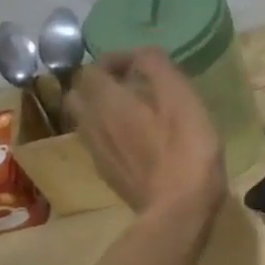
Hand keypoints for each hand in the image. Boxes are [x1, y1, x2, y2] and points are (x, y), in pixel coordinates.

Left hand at [64, 49, 225, 217]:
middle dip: (99, 84)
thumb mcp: (182, 98)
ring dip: (103, 109)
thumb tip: (142, 53)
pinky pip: (99, 143)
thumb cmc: (186, 149)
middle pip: (78, 94)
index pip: (92, 69)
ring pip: (85, 120)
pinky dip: (110, 133)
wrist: (178, 210)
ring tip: (133, 111)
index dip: (113, 60)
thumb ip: (158, 67)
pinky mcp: (108, 175)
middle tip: (131, 85)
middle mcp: (93, 124)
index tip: (141, 64)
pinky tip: (137, 140)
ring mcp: (98, 153)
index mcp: (108, 101)